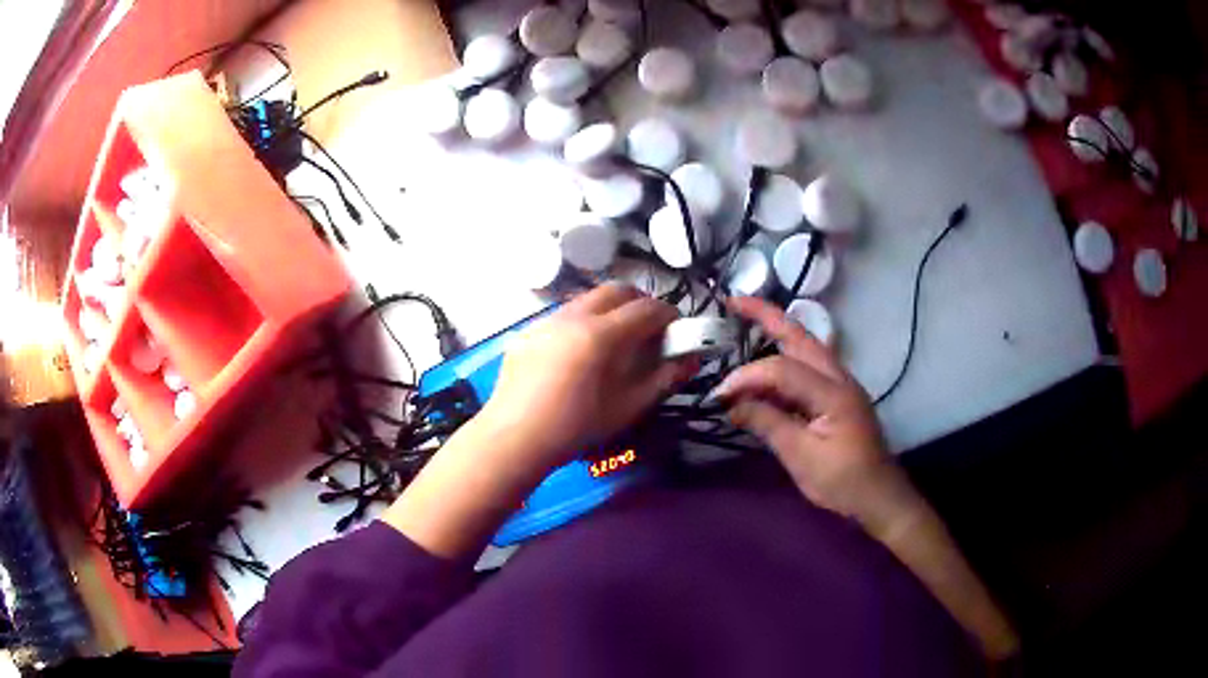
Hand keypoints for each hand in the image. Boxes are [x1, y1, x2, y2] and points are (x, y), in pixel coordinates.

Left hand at [475, 283, 696, 474]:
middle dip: (639, 303)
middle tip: (648, 328)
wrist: (515, 439)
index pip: (647, 308)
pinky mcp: (527, 332)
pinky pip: (563, 316)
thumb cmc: (576, 428)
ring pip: (587, 299)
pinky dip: (581, 322)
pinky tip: (578, 354)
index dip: (668, 315)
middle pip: (616, 290)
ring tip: (614, 340)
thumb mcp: (627, 407)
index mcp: (601, 334)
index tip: (676, 330)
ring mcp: (546, 321)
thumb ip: (663, 379)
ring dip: (609, 309)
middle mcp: (573, 316)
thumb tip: (690, 360)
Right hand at [711, 297, 898, 521]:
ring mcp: (841, 384)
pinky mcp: (838, 395)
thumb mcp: (802, 458)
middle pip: (800, 335)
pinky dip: (783, 359)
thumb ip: (767, 424)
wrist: (878, 496)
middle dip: (767, 315)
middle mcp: (839, 377)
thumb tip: (731, 404)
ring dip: (777, 331)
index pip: (782, 369)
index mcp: (833, 392)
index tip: (719, 396)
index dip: (746, 377)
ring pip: (806, 346)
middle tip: (734, 301)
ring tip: (746, 321)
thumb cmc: (843, 482)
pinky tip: (766, 367)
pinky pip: (808, 366)